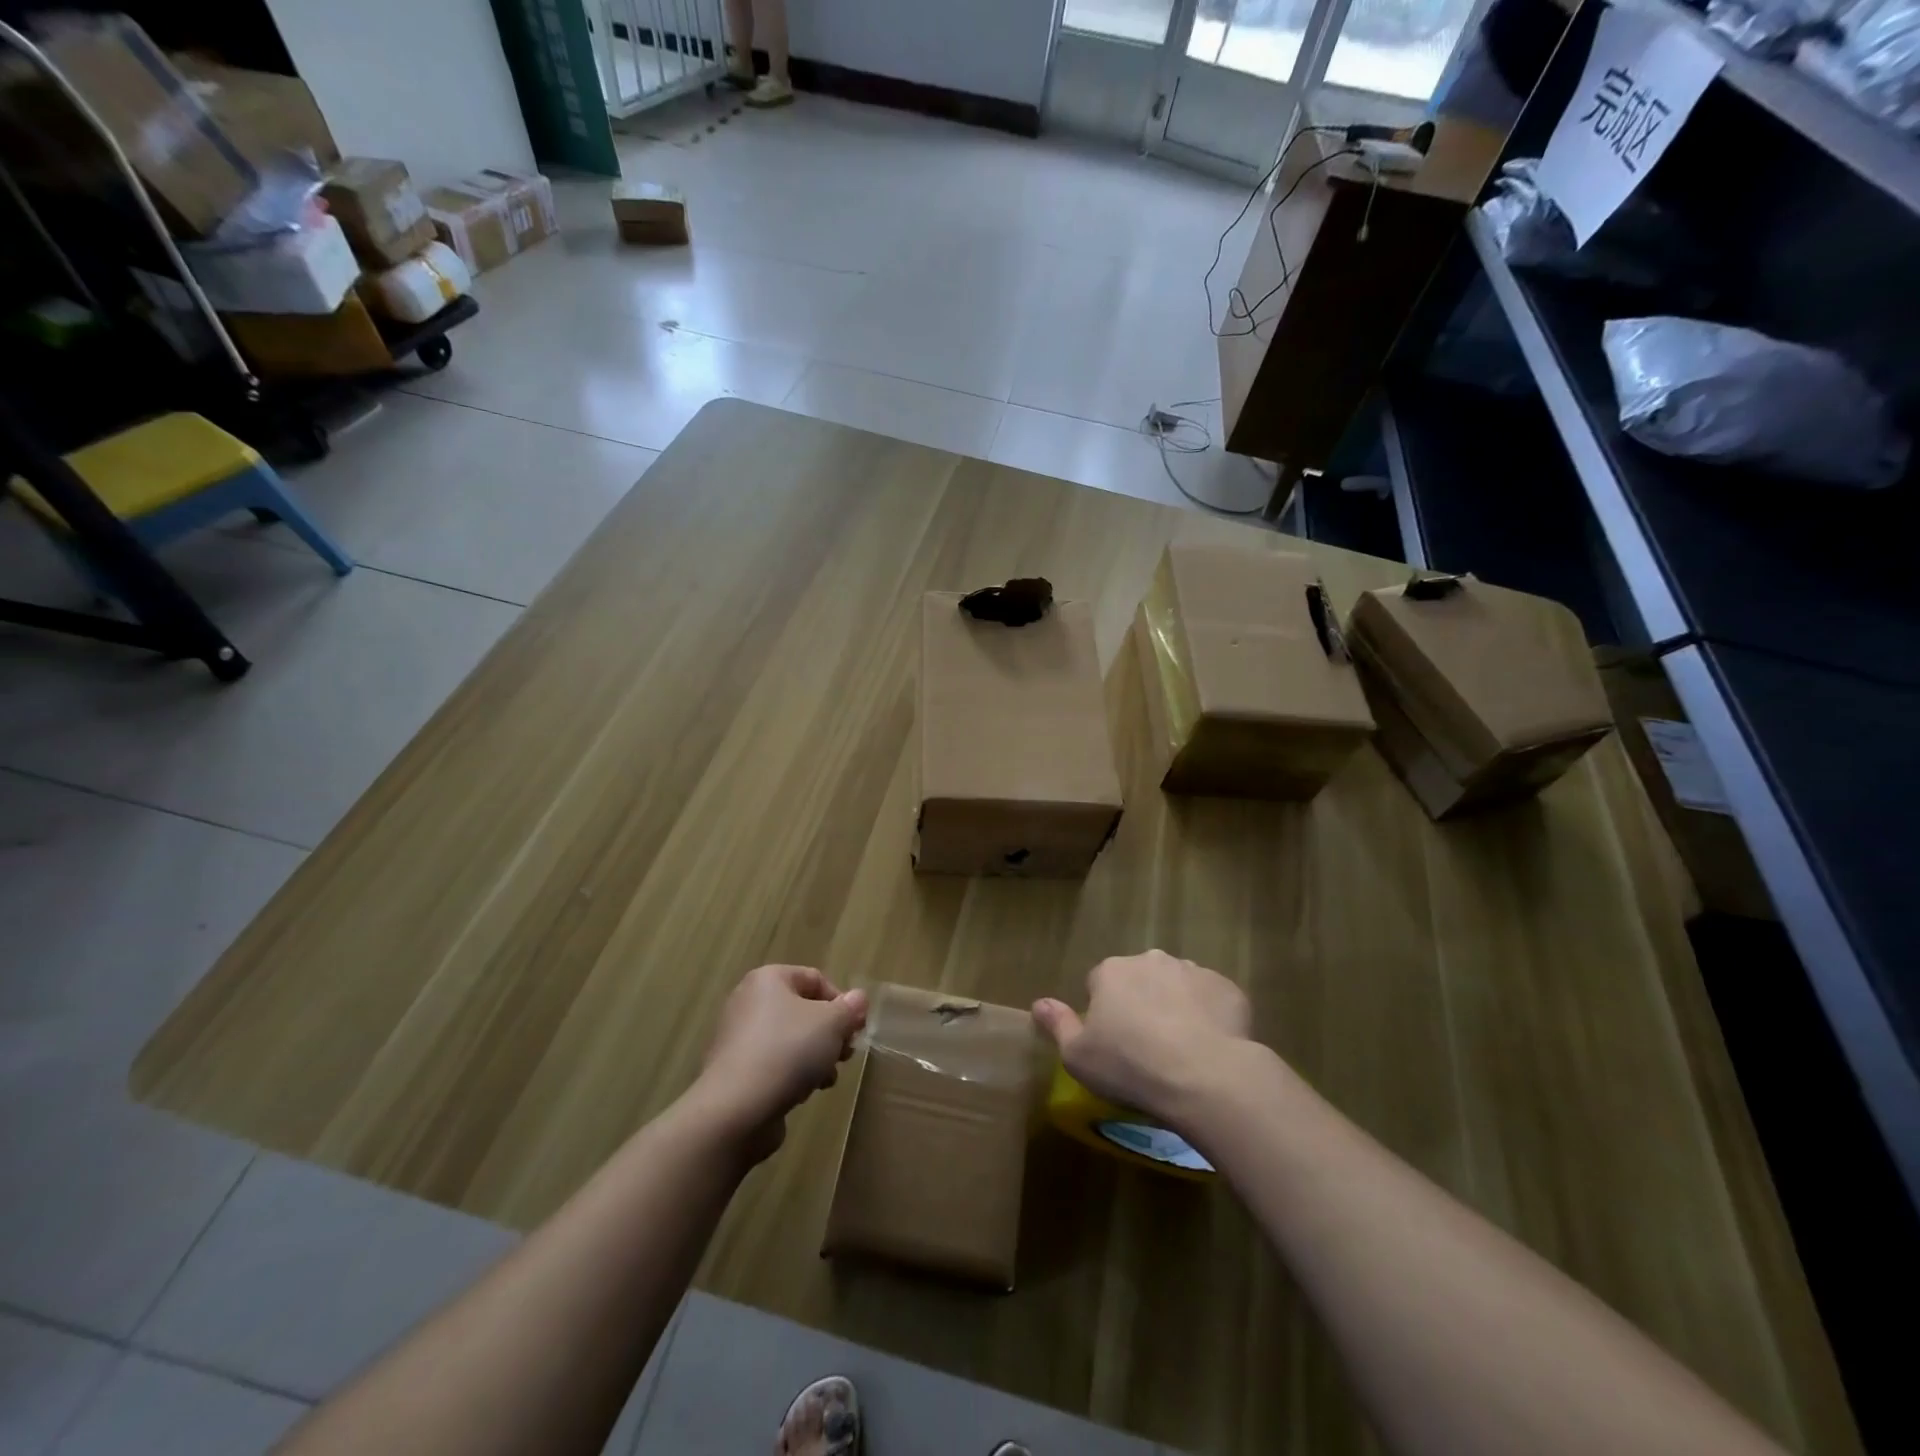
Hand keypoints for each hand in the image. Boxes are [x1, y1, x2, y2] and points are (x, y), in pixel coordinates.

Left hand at [692, 965, 868, 1158]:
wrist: (736, 1109)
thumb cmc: (788, 1051)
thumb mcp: (832, 1024)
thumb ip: (850, 1009)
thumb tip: (858, 999)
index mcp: (768, 979)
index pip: (815, 978)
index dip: (841, 1002)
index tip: (855, 1030)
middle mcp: (749, 1002)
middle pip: (804, 1010)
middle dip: (830, 1033)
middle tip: (845, 1054)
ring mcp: (739, 1038)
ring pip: (791, 1039)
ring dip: (816, 1057)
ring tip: (827, 1078)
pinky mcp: (736, 1071)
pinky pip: (774, 1063)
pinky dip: (792, 1074)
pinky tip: (803, 1093)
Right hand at [1033, 950, 1251, 1126]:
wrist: (1206, 1076)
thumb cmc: (1131, 1066)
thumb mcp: (1078, 1056)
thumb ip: (1058, 1024)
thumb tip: (1039, 1003)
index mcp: (1112, 971)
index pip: (1099, 984)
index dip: (1104, 1014)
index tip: (1113, 1045)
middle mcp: (1151, 960)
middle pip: (1140, 980)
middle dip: (1141, 1004)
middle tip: (1146, 1048)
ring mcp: (1193, 970)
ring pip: (1177, 987)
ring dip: (1176, 1008)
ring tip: (1182, 1051)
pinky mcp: (1228, 989)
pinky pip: (1212, 1000)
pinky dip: (1210, 1018)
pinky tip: (1210, 1049)